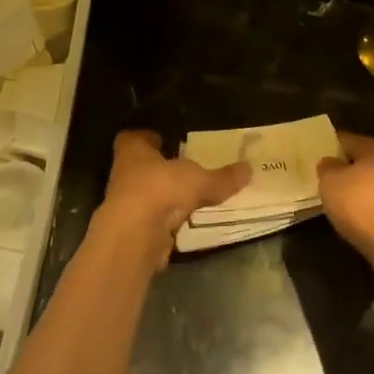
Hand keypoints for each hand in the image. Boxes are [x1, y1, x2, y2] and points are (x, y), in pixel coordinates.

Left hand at [93, 130, 250, 272]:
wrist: (134, 236)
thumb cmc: (160, 189)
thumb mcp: (199, 180)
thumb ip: (222, 177)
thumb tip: (249, 168)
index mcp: (133, 151)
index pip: (133, 138)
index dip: (147, 138)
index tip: (163, 140)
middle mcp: (124, 173)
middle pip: (141, 167)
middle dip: (160, 168)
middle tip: (184, 167)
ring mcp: (126, 204)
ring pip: (147, 195)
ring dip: (164, 196)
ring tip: (190, 196)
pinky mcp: (133, 230)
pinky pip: (153, 220)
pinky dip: (166, 221)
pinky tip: (185, 222)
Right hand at [316, 133, 373, 271]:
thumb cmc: (362, 205)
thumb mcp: (330, 183)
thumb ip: (327, 169)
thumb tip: (331, 163)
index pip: (349, 140)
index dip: (333, 147)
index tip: (321, 158)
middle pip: (371, 163)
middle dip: (354, 171)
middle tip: (334, 184)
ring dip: (369, 194)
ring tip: (349, 209)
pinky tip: (368, 227)